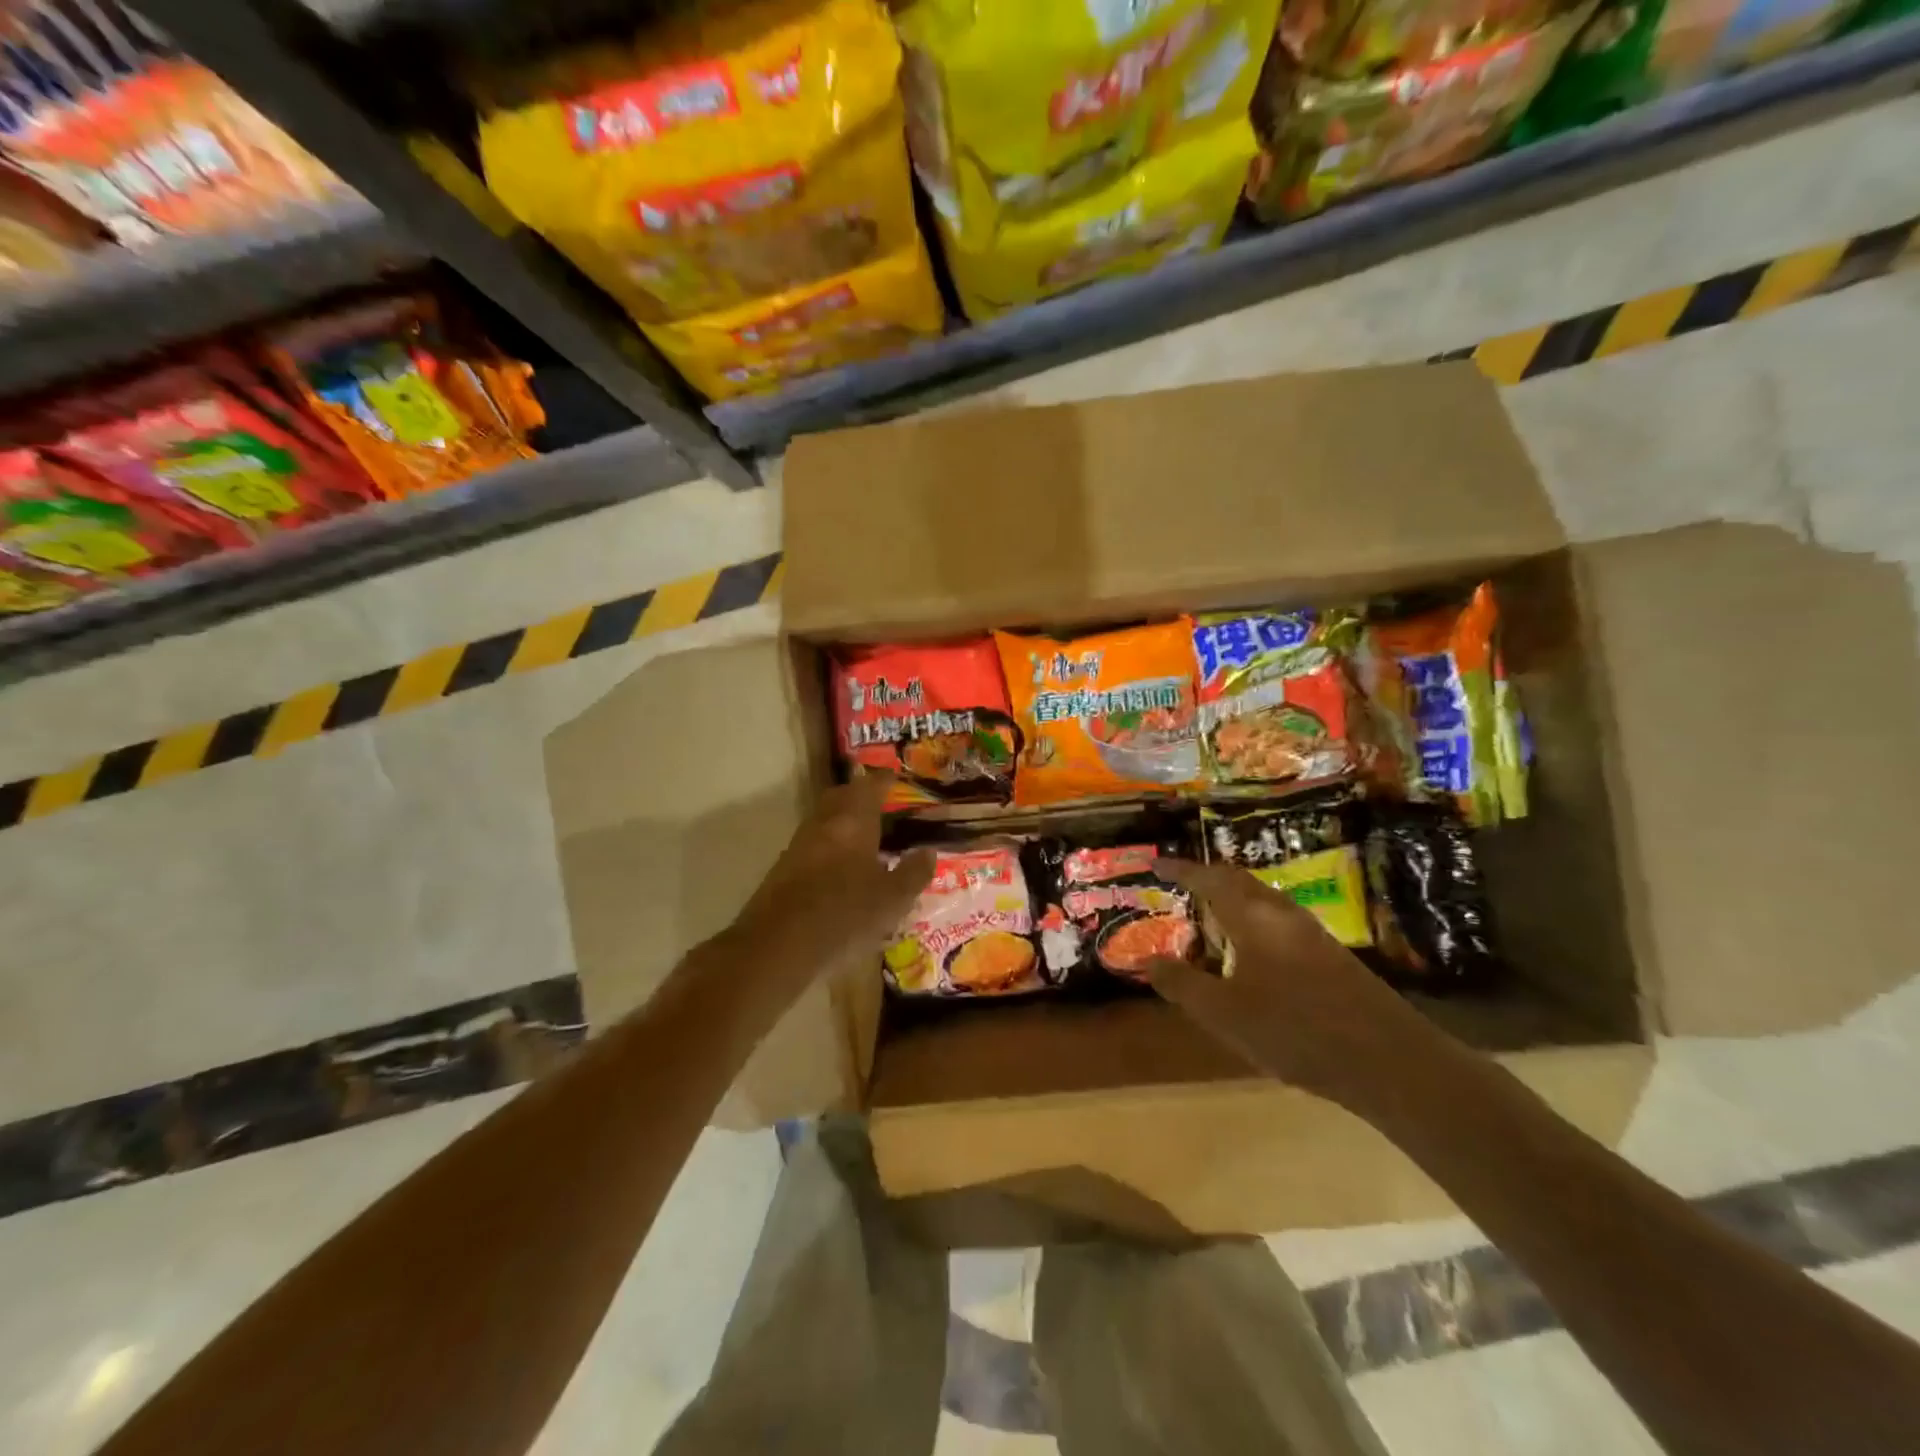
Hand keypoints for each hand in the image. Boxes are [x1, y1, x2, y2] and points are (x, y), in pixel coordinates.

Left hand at [727, 773, 935, 992]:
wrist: (778, 946)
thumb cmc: (844, 915)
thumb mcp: (892, 898)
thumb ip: (913, 872)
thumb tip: (928, 852)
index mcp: (852, 820)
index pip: (870, 787)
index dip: (884, 780)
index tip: (895, 777)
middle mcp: (823, 824)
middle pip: (841, 797)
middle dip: (860, 795)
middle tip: (880, 801)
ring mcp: (799, 846)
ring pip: (825, 821)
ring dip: (844, 821)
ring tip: (866, 835)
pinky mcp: (785, 870)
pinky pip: (814, 845)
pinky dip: (832, 846)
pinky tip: (843, 867)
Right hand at [1145, 859, 1440, 1113]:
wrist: (1389, 1061)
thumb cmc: (1295, 1030)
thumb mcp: (1224, 1013)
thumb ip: (1182, 984)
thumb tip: (1146, 959)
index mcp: (1254, 917)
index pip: (1210, 880)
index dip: (1181, 870)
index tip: (1157, 864)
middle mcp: (1283, 914)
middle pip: (1241, 881)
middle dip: (1209, 877)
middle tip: (1181, 883)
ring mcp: (1313, 934)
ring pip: (1264, 900)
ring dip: (1234, 898)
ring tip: (1211, 913)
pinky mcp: (1331, 957)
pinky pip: (1280, 921)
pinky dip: (1254, 921)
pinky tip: (1252, 952)